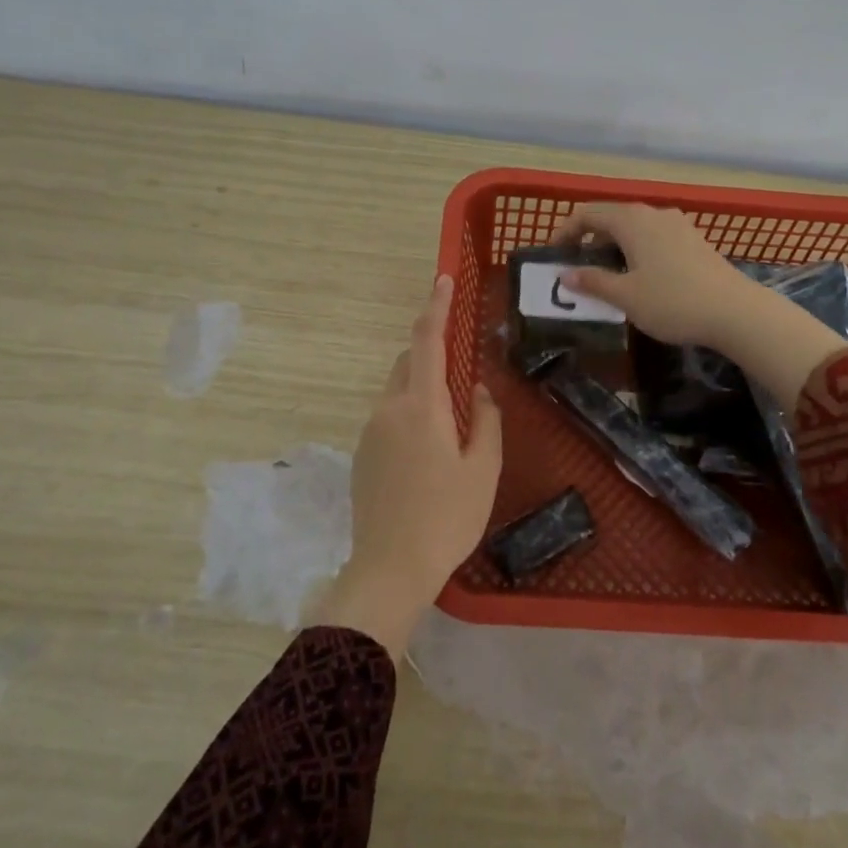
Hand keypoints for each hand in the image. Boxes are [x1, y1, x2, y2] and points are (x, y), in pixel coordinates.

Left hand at [313, 274, 502, 656]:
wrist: (389, 568)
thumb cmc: (447, 517)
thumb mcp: (483, 469)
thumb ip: (485, 421)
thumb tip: (480, 392)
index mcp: (421, 405)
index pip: (427, 340)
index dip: (436, 306)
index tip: (443, 279)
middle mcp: (388, 408)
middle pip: (407, 364)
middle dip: (431, 354)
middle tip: (461, 373)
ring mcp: (369, 431)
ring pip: (396, 391)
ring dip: (421, 390)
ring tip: (450, 426)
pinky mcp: (361, 455)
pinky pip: (387, 417)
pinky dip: (409, 415)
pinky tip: (427, 454)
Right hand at [553, 203, 758, 348]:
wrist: (735, 312)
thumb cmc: (672, 302)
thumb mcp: (625, 296)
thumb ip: (592, 282)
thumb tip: (565, 275)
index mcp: (632, 220)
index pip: (588, 213)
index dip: (566, 231)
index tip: (555, 256)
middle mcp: (654, 214)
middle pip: (611, 217)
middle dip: (589, 238)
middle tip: (577, 267)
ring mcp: (678, 225)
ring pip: (635, 227)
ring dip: (614, 245)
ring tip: (606, 274)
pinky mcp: (694, 241)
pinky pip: (654, 237)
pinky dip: (636, 250)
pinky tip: (640, 276)